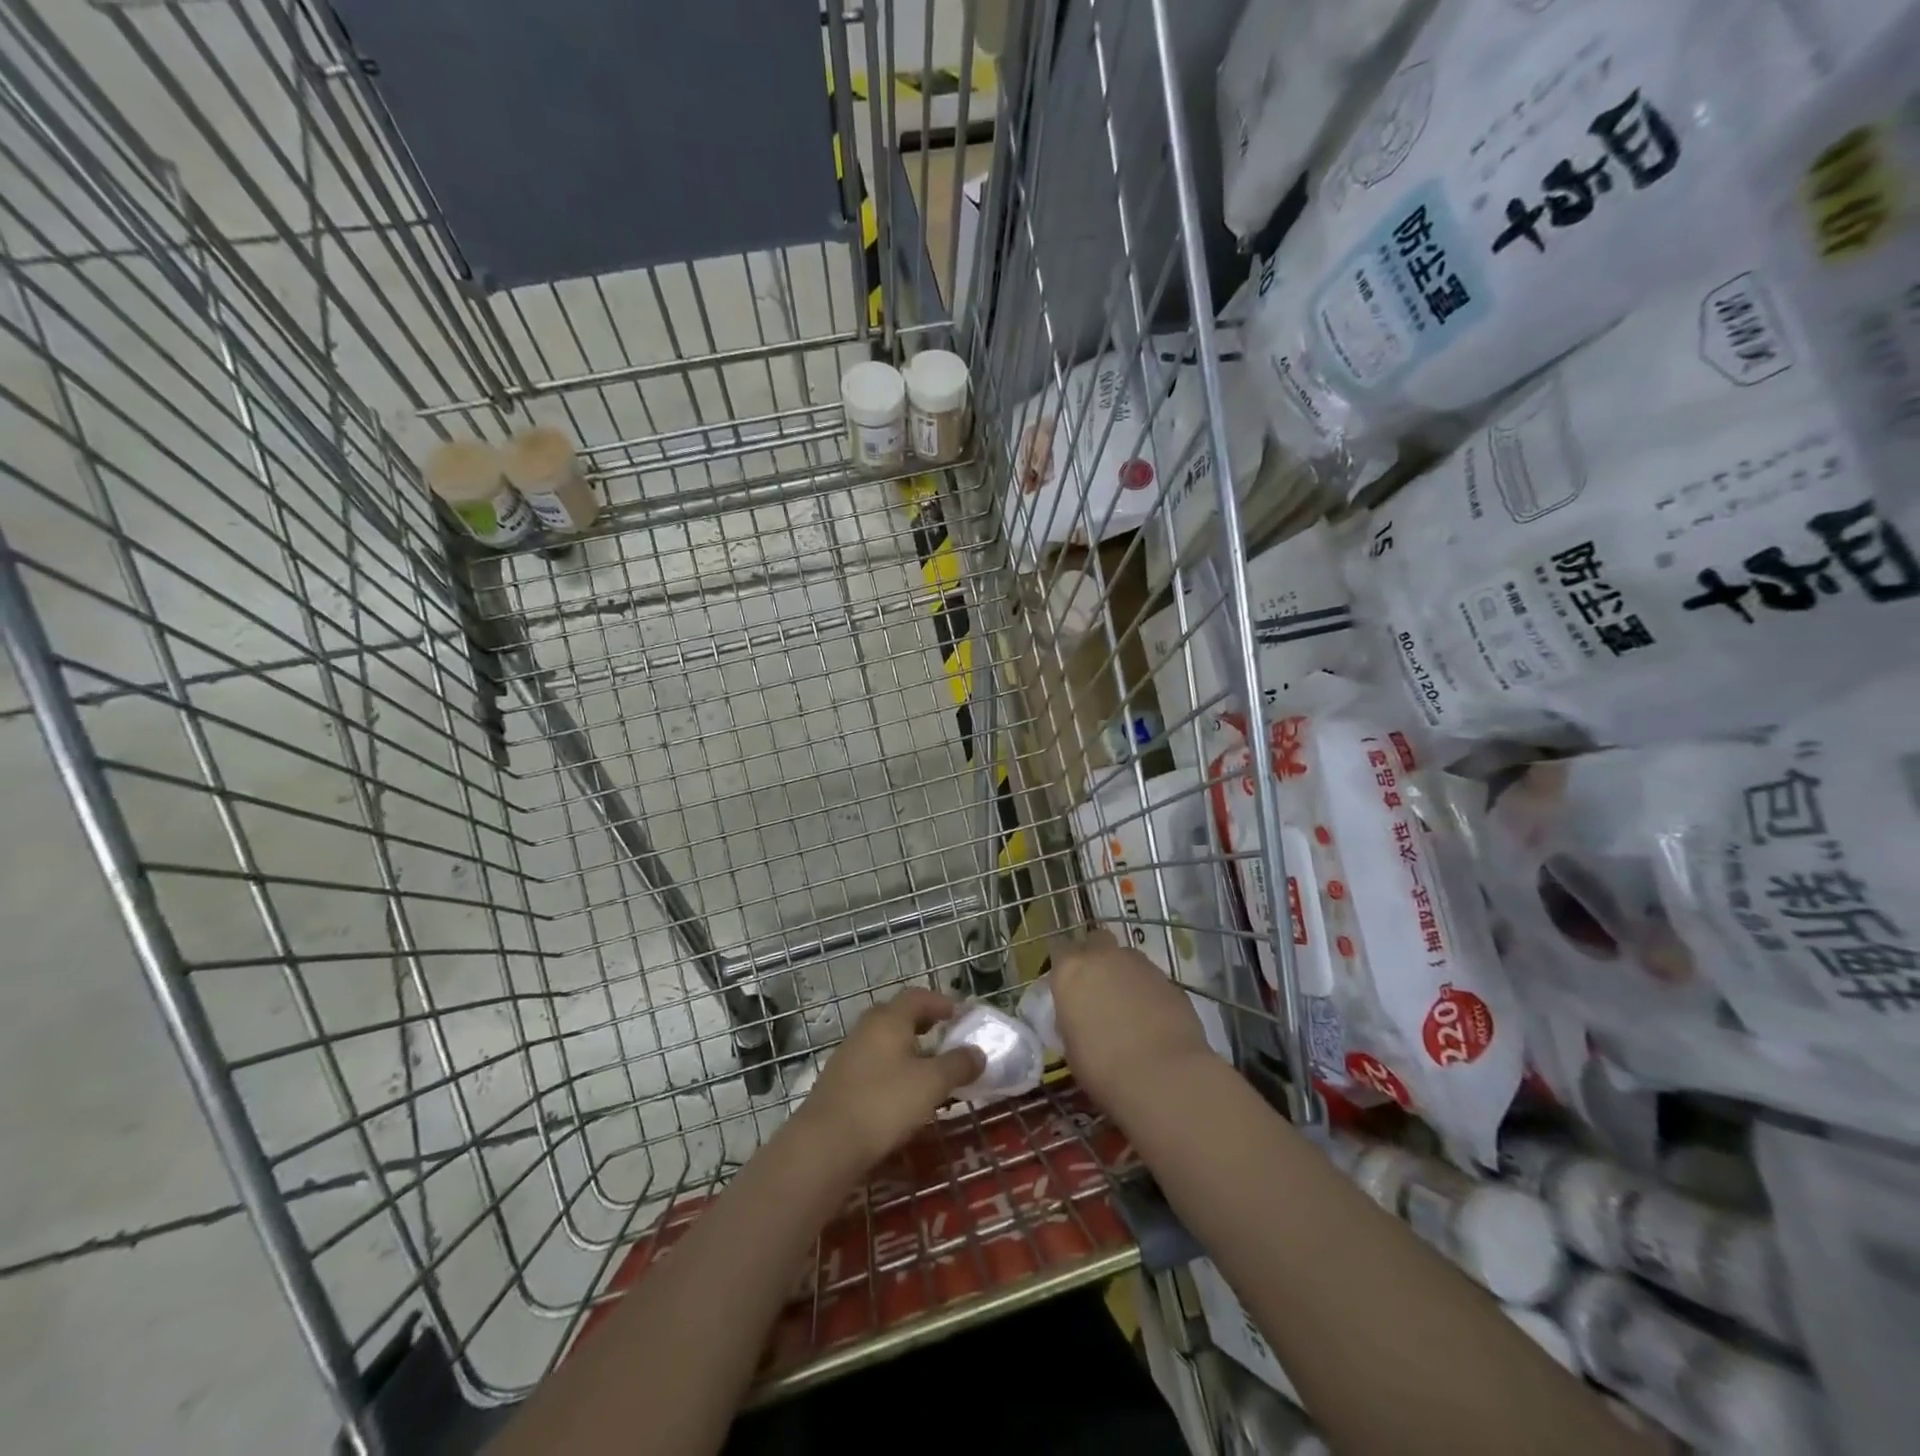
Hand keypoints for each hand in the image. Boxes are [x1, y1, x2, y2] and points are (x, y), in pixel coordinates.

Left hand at [791, 988, 985, 1169]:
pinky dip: (891, 1067)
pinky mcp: (839, 1081)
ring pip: (883, 1040)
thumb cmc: (885, 1103)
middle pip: (898, 1014)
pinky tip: (900, 1090)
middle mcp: (867, 1028)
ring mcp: (848, 1054)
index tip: (960, 1013)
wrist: (826, 1143)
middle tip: (944, 1034)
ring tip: (927, 1065)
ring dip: (906, 1046)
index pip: (918, 996)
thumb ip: (958, 1065)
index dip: (941, 1002)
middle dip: (923, 1021)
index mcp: (890, 1019)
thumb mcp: (932, 1084)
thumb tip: (978, 1052)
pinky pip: (872, 1062)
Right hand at [1051, 930, 1217, 1110]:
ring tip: (1127, 1008)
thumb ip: (1073, 1018)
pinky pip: (1152, 979)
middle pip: (1096, 941)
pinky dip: (1149, 992)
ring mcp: (1141, 965)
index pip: (1059, 952)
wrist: (1163, 1076)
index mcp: (1071, 970)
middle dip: (1096, 957)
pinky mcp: (1171, 980)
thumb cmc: (1103, 1067)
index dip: (1064, 968)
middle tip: (1097, 988)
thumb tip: (1080, 1017)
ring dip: (1124, 974)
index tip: (1066, 988)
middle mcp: (1104, 956)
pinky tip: (1152, 1020)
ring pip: (1127, 958)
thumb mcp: (1070, 1046)